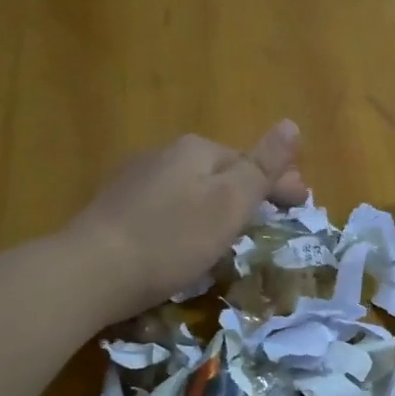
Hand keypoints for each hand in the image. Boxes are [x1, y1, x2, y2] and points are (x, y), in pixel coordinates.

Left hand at [69, 122, 306, 323]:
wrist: (91, 272)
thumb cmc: (171, 240)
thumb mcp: (228, 203)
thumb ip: (262, 166)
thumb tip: (291, 124)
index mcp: (196, 150)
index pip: (250, 161)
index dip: (280, 183)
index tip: (303, 206)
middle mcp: (164, 154)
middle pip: (221, 172)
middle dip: (250, 192)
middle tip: (272, 221)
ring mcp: (136, 180)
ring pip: (193, 189)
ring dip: (218, 205)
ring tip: (234, 232)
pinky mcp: (116, 209)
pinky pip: (168, 207)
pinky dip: (189, 218)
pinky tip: (187, 239)